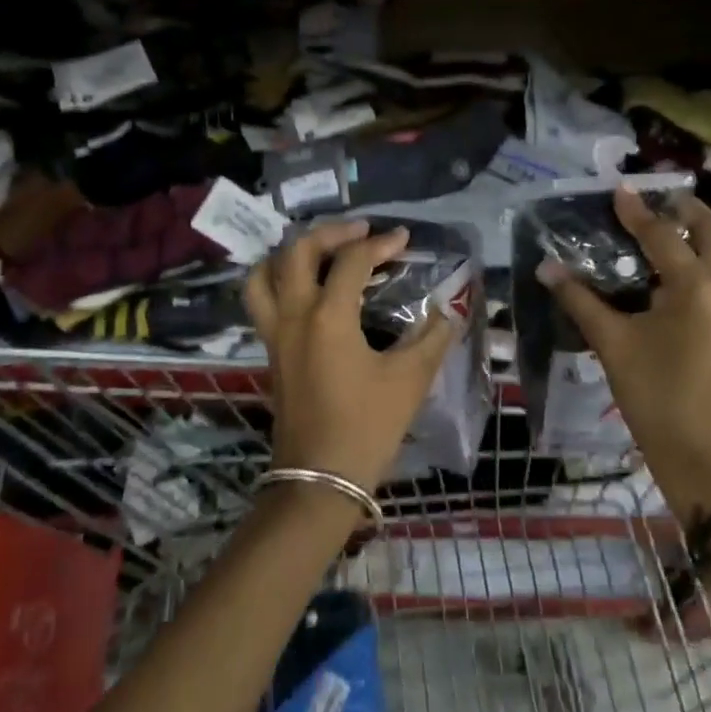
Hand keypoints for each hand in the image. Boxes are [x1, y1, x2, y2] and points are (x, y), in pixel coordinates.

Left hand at [243, 220, 457, 497]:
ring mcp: (275, 333)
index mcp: (328, 315)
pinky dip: (278, 281)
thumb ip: (432, 338)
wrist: (320, 478)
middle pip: (297, 251)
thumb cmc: (367, 426)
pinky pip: (262, 300)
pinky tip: (306, 291)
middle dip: (330, 233)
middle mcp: (294, 314)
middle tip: (360, 232)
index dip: (381, 243)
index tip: (404, 239)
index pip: (352, 260)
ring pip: (265, 274)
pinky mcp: (270, 352)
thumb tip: (448, 312)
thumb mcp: (409, 380)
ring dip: (291, 254)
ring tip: (321, 253)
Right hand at [539, 188, 710, 519]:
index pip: (663, 235)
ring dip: (710, 242)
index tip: (622, 190)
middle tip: (664, 203)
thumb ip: (581, 301)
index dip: (638, 211)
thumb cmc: (656, 399)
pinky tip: (702, 290)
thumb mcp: (614, 346)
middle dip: (689, 211)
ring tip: (682, 240)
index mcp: (697, 288)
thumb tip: (546, 268)